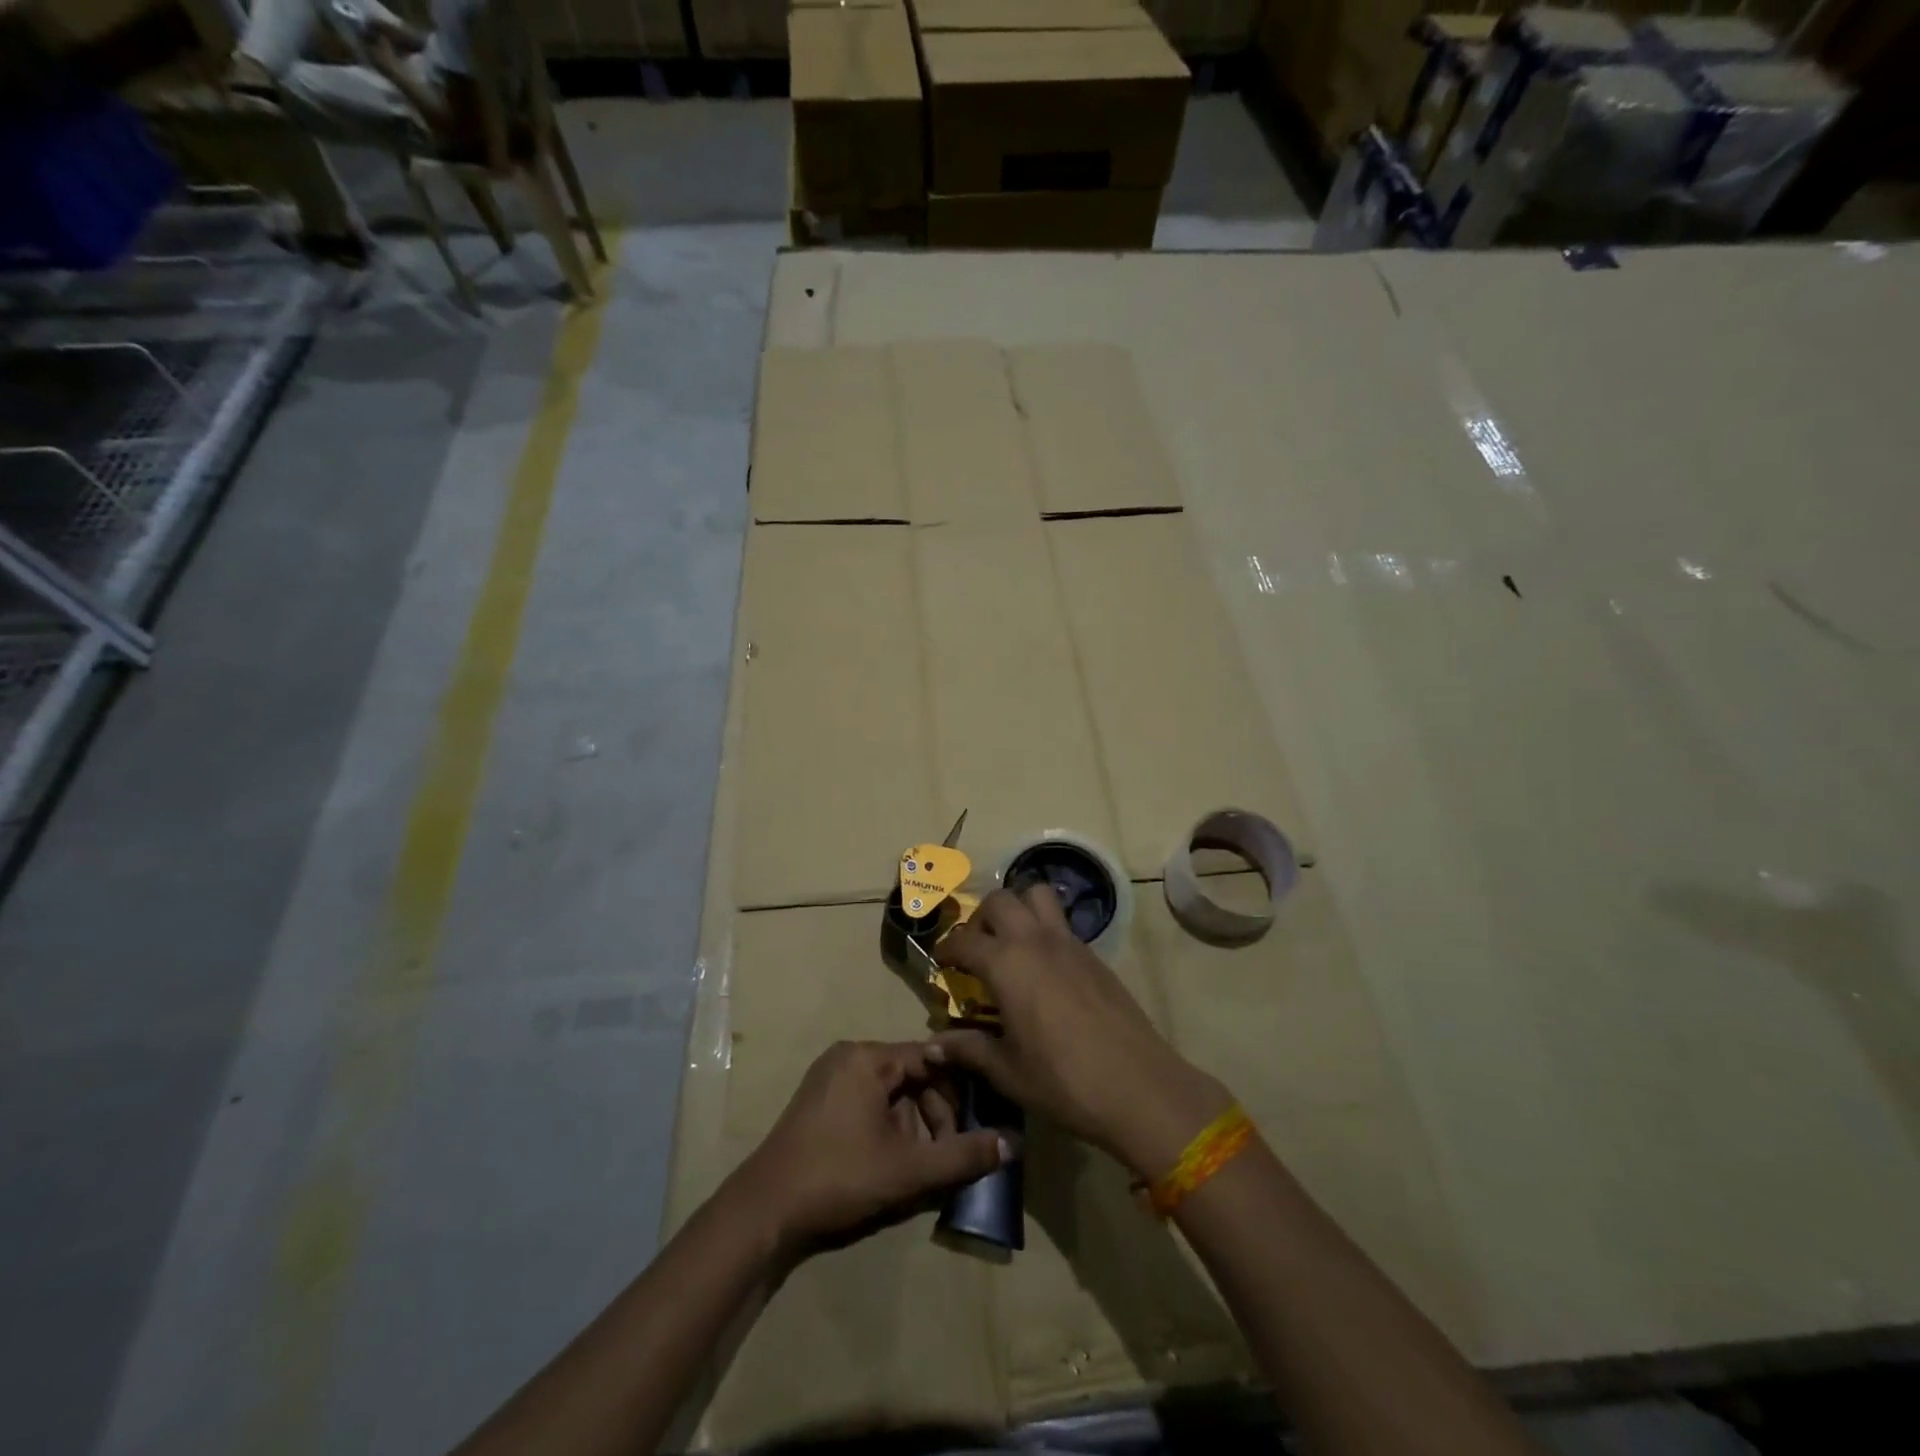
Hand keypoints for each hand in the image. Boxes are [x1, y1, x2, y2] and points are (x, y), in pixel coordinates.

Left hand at [727, 1041, 1005, 1261]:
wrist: (765, 1210)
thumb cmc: (840, 1177)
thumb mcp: (908, 1169)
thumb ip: (962, 1155)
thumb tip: (1013, 1144)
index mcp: (869, 1057)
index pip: (931, 1058)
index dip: (958, 1092)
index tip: (974, 1125)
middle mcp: (850, 1055)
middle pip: (912, 1074)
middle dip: (935, 1113)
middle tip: (945, 1154)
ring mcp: (830, 1075)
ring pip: (891, 1090)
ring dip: (913, 1124)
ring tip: (919, 1164)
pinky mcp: (820, 1098)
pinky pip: (869, 1099)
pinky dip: (888, 1124)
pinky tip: (891, 1160)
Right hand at [930, 885, 1231, 1179]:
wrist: (1137, 1085)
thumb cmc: (1062, 1080)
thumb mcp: (1007, 1070)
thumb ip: (968, 1049)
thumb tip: (932, 1046)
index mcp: (1006, 964)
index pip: (964, 941)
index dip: (947, 949)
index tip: (941, 962)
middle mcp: (1035, 940)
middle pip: (1001, 900)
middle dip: (981, 917)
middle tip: (977, 949)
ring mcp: (1069, 942)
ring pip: (1037, 895)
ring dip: (1019, 908)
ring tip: (1011, 943)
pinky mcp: (1094, 954)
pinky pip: (1062, 922)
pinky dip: (1045, 929)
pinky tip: (1045, 968)